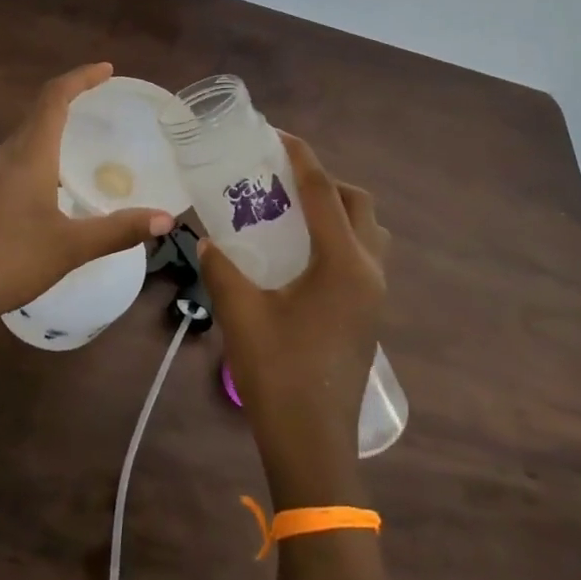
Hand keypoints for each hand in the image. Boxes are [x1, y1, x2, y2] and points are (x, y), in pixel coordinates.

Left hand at [0, 63, 175, 326]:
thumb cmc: (6, 263)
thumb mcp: (69, 249)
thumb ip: (118, 230)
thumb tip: (167, 218)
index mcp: (28, 155)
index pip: (54, 98)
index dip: (80, 78)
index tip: (105, 70)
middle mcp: (0, 156)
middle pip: (36, 118)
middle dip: (68, 110)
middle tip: (98, 119)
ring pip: (18, 146)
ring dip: (47, 144)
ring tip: (74, 166)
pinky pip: (3, 170)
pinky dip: (28, 170)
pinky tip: (36, 203)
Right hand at [198, 134, 387, 505]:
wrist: (313, 445)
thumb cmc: (279, 374)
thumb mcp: (240, 313)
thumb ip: (220, 267)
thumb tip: (205, 240)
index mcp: (343, 263)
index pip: (324, 192)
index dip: (301, 157)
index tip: (277, 134)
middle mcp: (369, 271)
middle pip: (358, 204)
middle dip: (325, 182)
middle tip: (283, 181)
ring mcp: (375, 295)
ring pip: (367, 231)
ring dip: (338, 211)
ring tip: (294, 214)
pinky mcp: (369, 314)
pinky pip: (362, 256)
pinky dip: (339, 238)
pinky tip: (300, 256)